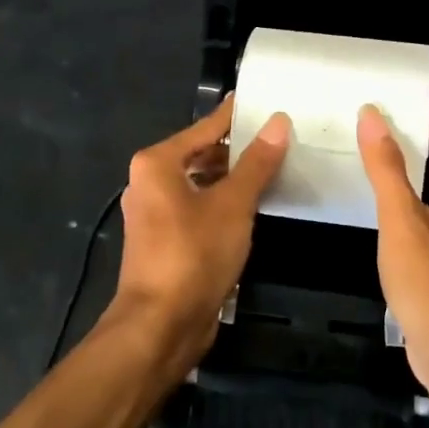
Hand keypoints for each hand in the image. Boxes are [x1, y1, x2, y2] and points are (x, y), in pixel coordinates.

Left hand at [113, 97, 289, 370]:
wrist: (160, 326)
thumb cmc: (194, 254)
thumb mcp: (233, 204)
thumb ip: (256, 162)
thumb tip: (278, 122)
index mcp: (158, 163)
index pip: (206, 128)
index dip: (235, 115)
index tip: (264, 102)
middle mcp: (149, 182)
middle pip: (201, 154)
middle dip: (237, 149)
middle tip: (279, 138)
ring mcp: (155, 213)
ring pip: (200, 183)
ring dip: (232, 178)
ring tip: (273, 168)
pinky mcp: (165, 241)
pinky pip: (198, 208)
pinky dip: (223, 202)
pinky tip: (253, 206)